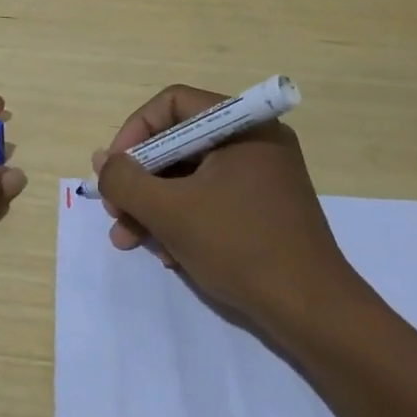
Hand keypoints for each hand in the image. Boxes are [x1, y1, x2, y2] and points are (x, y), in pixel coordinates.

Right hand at [95, 85, 353, 325]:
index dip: (134, 132)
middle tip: (115, 213)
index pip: (172, 104)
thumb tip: (103, 161)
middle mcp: (255, 140)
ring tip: (129, 241)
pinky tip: (167, 254)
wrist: (313, 312)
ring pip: (191, 175)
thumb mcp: (171, 211)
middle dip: (140, 180)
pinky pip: (212, 198)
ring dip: (155, 205)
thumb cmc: (240, 246)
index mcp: (242, 125)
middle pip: (179, 142)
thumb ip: (126, 180)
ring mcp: (263, 176)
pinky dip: (183, 219)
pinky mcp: (265, 208)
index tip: (114, 171)